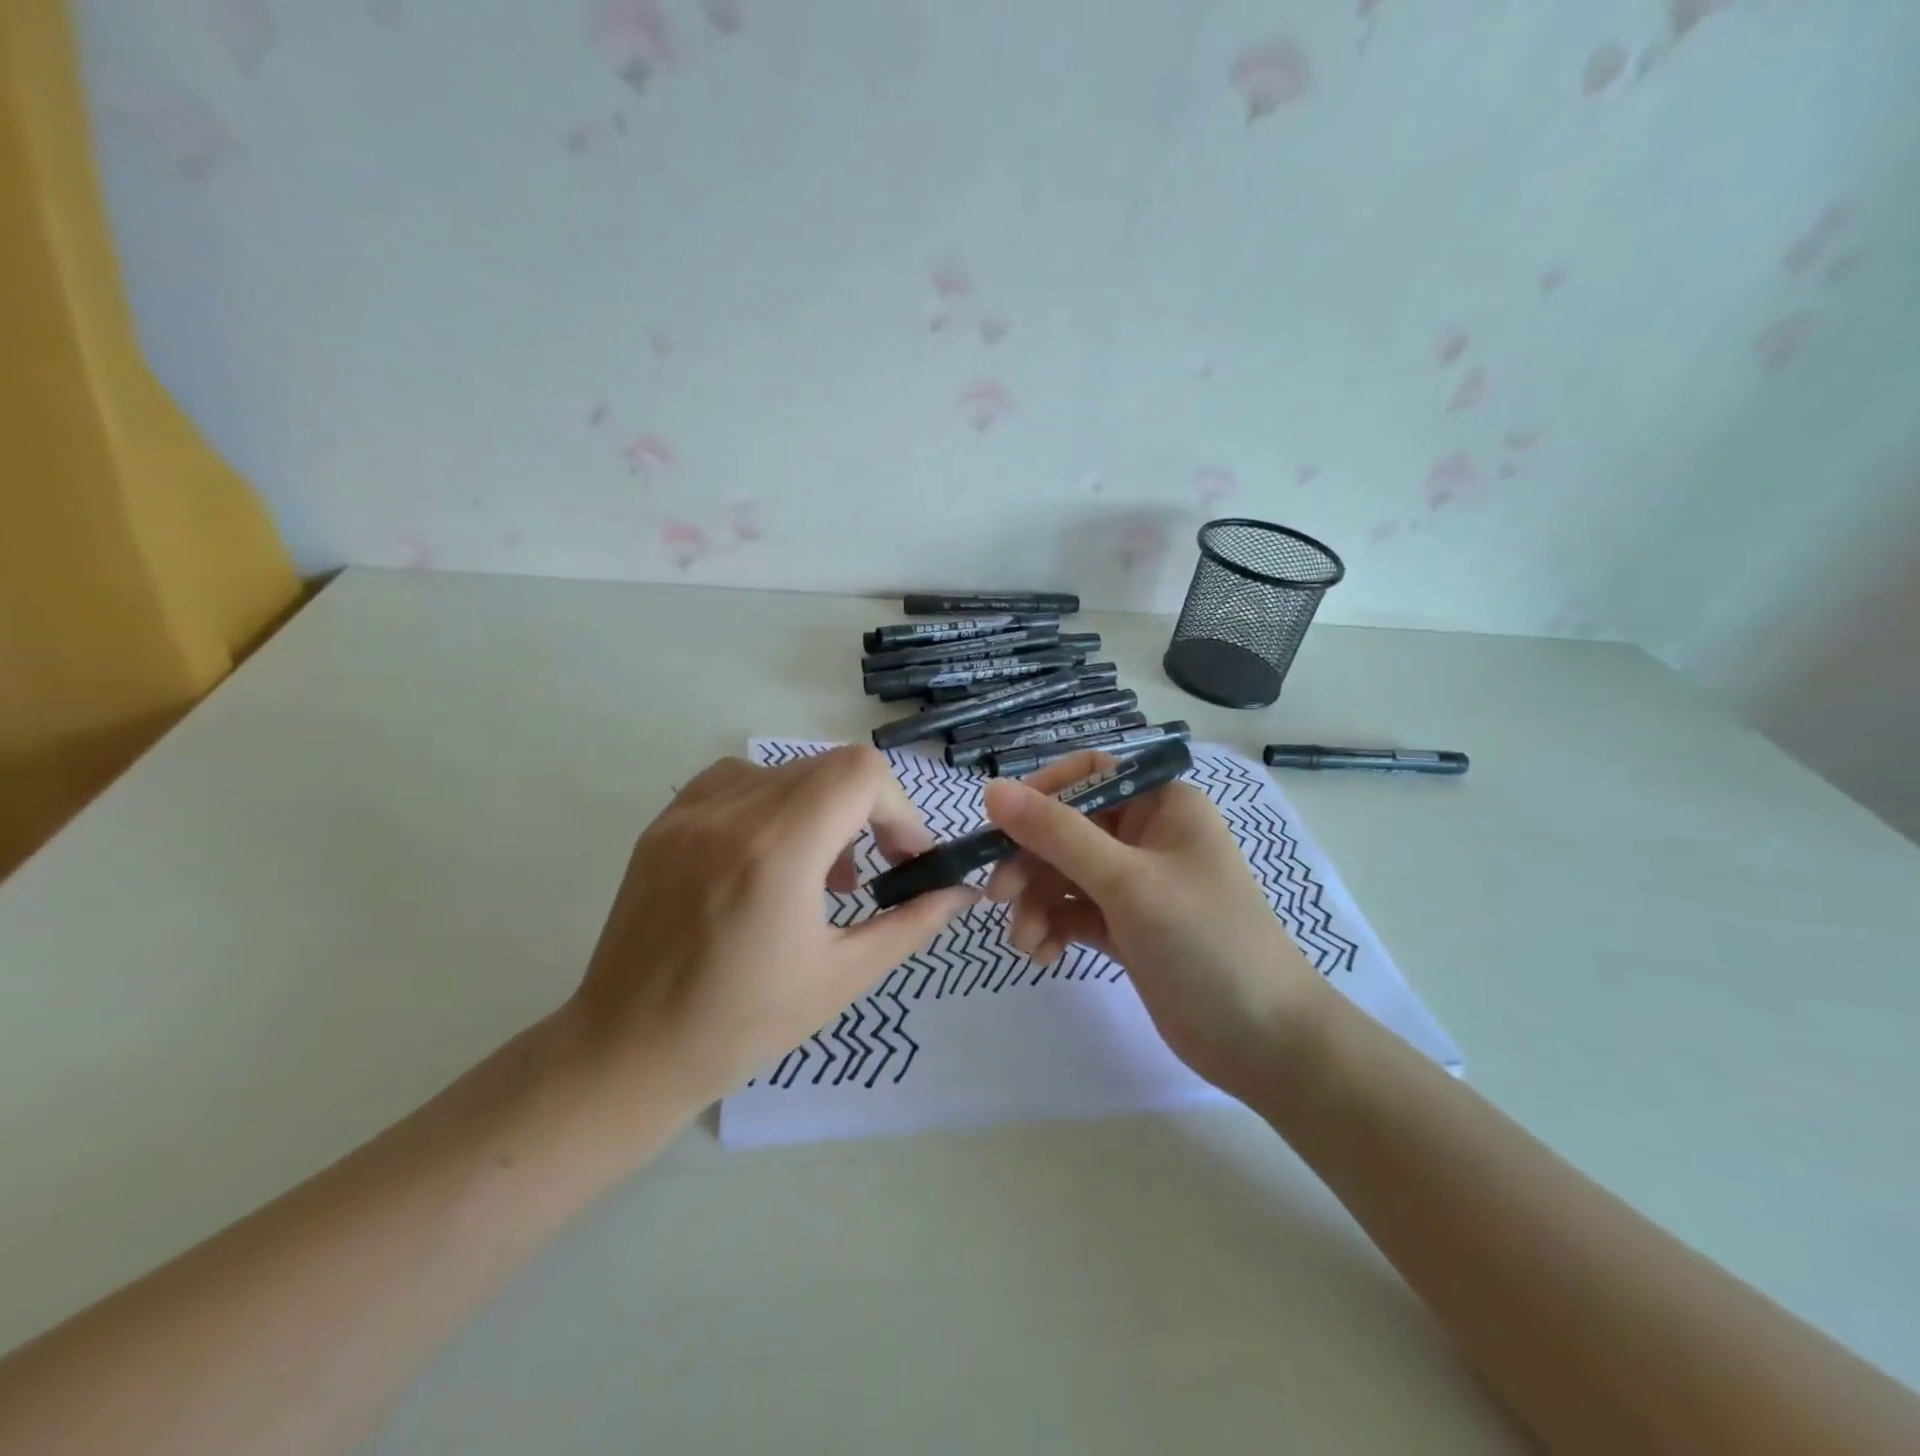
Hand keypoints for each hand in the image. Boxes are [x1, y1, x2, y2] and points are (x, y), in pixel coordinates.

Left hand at [571, 747, 977, 1111]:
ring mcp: (691, 812)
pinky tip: (771, 852)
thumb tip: (961, 891)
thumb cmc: (742, 1026)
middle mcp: (732, 814)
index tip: (905, 856)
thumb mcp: (843, 977)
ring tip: (822, 870)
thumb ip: (911, 923)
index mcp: (779, 852)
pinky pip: (739, 780)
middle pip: (830, 765)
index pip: (860, 773)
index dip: (898, 807)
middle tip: (873, 868)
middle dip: (869, 808)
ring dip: (823, 805)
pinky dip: (774, 801)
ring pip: (787, 769)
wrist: (628, 1051)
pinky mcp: (665, 821)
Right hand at [982, 752, 1328, 1099]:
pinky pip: (1075, 912)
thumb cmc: (1204, 942)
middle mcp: (1147, 835)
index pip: (1087, 775)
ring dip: (1037, 903)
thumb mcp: (1126, 882)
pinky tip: (1043, 954)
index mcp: (1161, 804)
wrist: (1263, 1042)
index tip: (1000, 828)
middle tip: (998, 898)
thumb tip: (991, 788)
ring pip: (1065, 874)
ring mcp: (1137, 883)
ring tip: (1025, 941)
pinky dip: (1054, 927)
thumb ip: (1057, 834)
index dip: (1040, 795)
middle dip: (1030, 862)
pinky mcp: (1127, 926)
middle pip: (1067, 829)